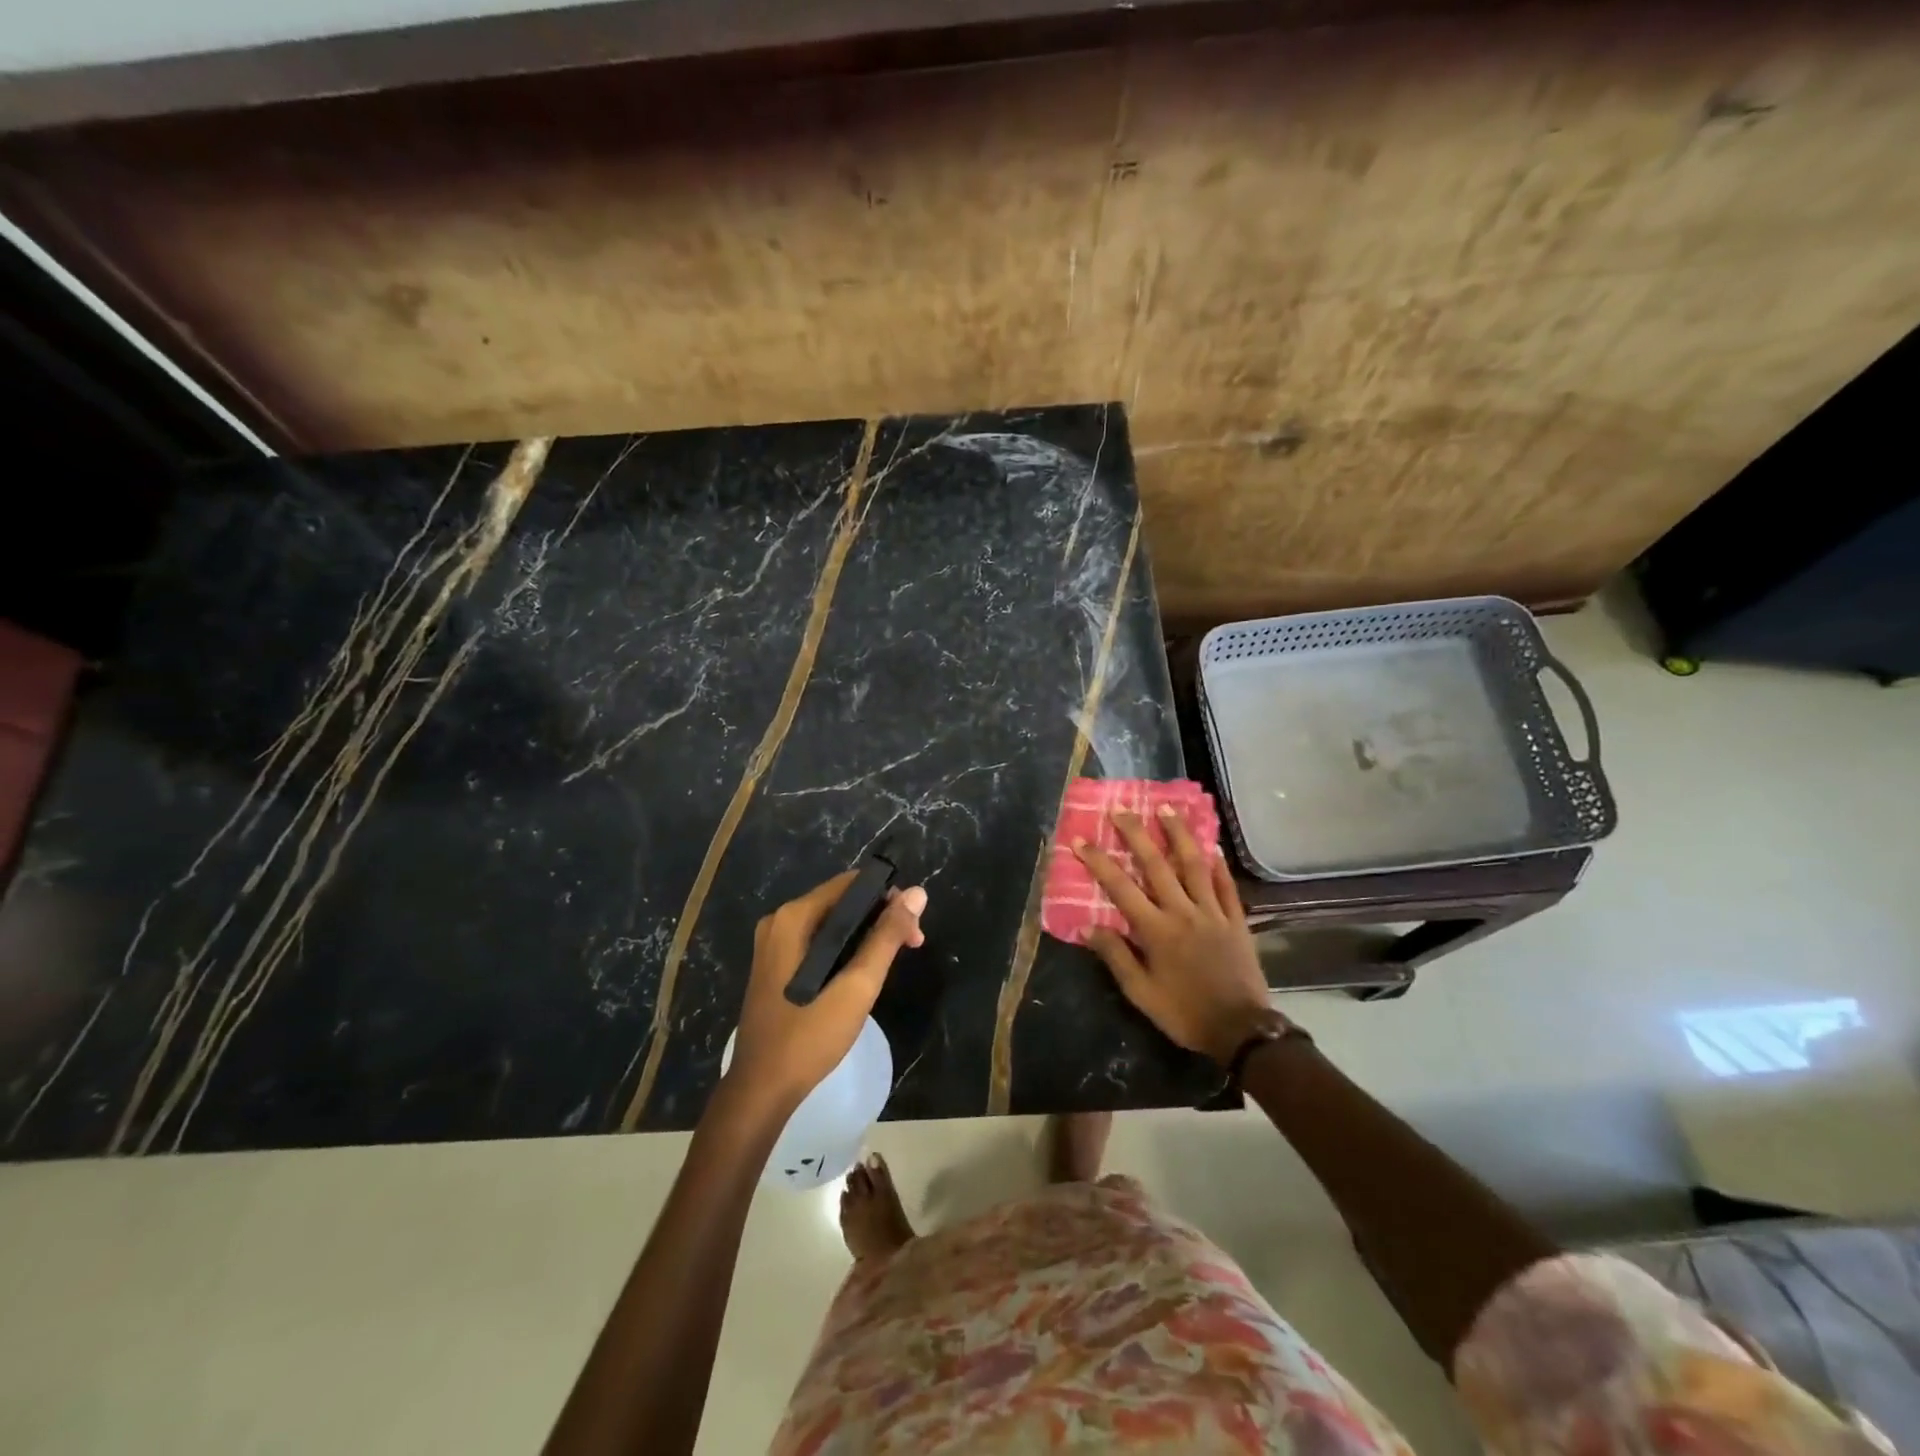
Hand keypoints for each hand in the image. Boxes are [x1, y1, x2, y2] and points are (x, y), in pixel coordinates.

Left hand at [727, 872, 927, 1108]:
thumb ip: (887, 936)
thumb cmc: (810, 1036)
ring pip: (831, 923)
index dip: (888, 897)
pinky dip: (845, 949)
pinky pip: (818, 942)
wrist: (761, 1089)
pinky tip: (862, 973)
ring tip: (892, 962)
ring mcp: (773, 944)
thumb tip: (918, 893)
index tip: (913, 927)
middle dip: (880, 917)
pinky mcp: (775, 965)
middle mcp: (779, 921)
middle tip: (911, 946)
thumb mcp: (857, 986)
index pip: (851, 884)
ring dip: (866, 935)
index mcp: (794, 917)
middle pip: (841, 902)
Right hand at [1076, 808, 1277, 1064]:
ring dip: (1178, 834)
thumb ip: (1116, 956)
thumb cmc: (1184, 1013)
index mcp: (1156, 930)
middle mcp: (1182, 912)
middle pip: (1156, 865)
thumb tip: (1088, 927)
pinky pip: (1226, 885)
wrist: (1241, 1030)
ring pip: (1194, 864)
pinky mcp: (1236, 920)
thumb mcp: (1141, 993)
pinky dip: (1218, 864)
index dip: (1098, 862)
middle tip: (1121, 809)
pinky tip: (1212, 846)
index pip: (1120, 887)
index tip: (1080, 840)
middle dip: (1136, 834)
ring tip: (1167, 808)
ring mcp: (1213, 912)